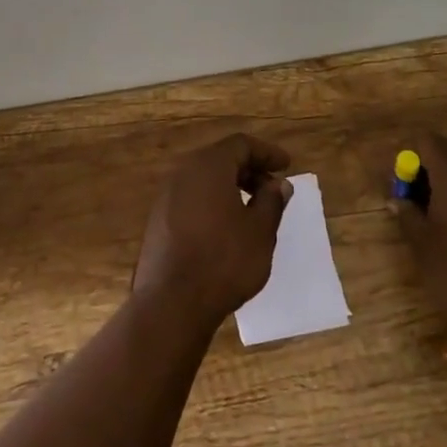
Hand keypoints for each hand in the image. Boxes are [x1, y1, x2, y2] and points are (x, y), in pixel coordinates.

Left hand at [133, 134, 293, 325]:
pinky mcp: (159, 219)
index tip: (287, 166)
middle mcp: (183, 172)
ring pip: (205, 179)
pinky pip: (192, 198)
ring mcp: (167, 196)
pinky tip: (227, 227)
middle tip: (272, 190)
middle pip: (221, 158)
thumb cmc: (223, 260)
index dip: (267, 152)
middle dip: (250, 170)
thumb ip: (272, 201)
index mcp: (209, 166)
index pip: (241, 144)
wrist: (171, 301)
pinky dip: (213, 202)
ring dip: (231, 187)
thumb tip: (278, 184)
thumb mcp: (260, 231)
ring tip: (253, 210)